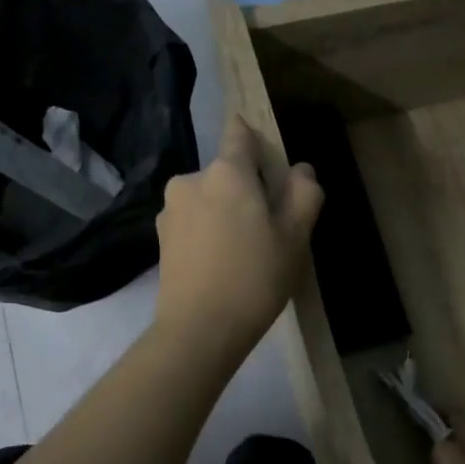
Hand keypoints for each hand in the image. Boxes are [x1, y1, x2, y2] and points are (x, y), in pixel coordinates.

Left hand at [154, 113, 322, 364]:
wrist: (200, 330)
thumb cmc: (255, 278)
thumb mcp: (295, 237)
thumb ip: (304, 194)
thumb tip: (301, 169)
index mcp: (227, 172)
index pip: (240, 133)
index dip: (255, 139)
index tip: (268, 160)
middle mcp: (191, 180)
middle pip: (226, 172)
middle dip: (246, 189)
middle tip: (268, 227)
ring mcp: (171, 210)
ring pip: (208, 199)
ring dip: (226, 212)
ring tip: (244, 251)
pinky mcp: (160, 238)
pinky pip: (194, 222)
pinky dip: (209, 233)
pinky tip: (222, 264)